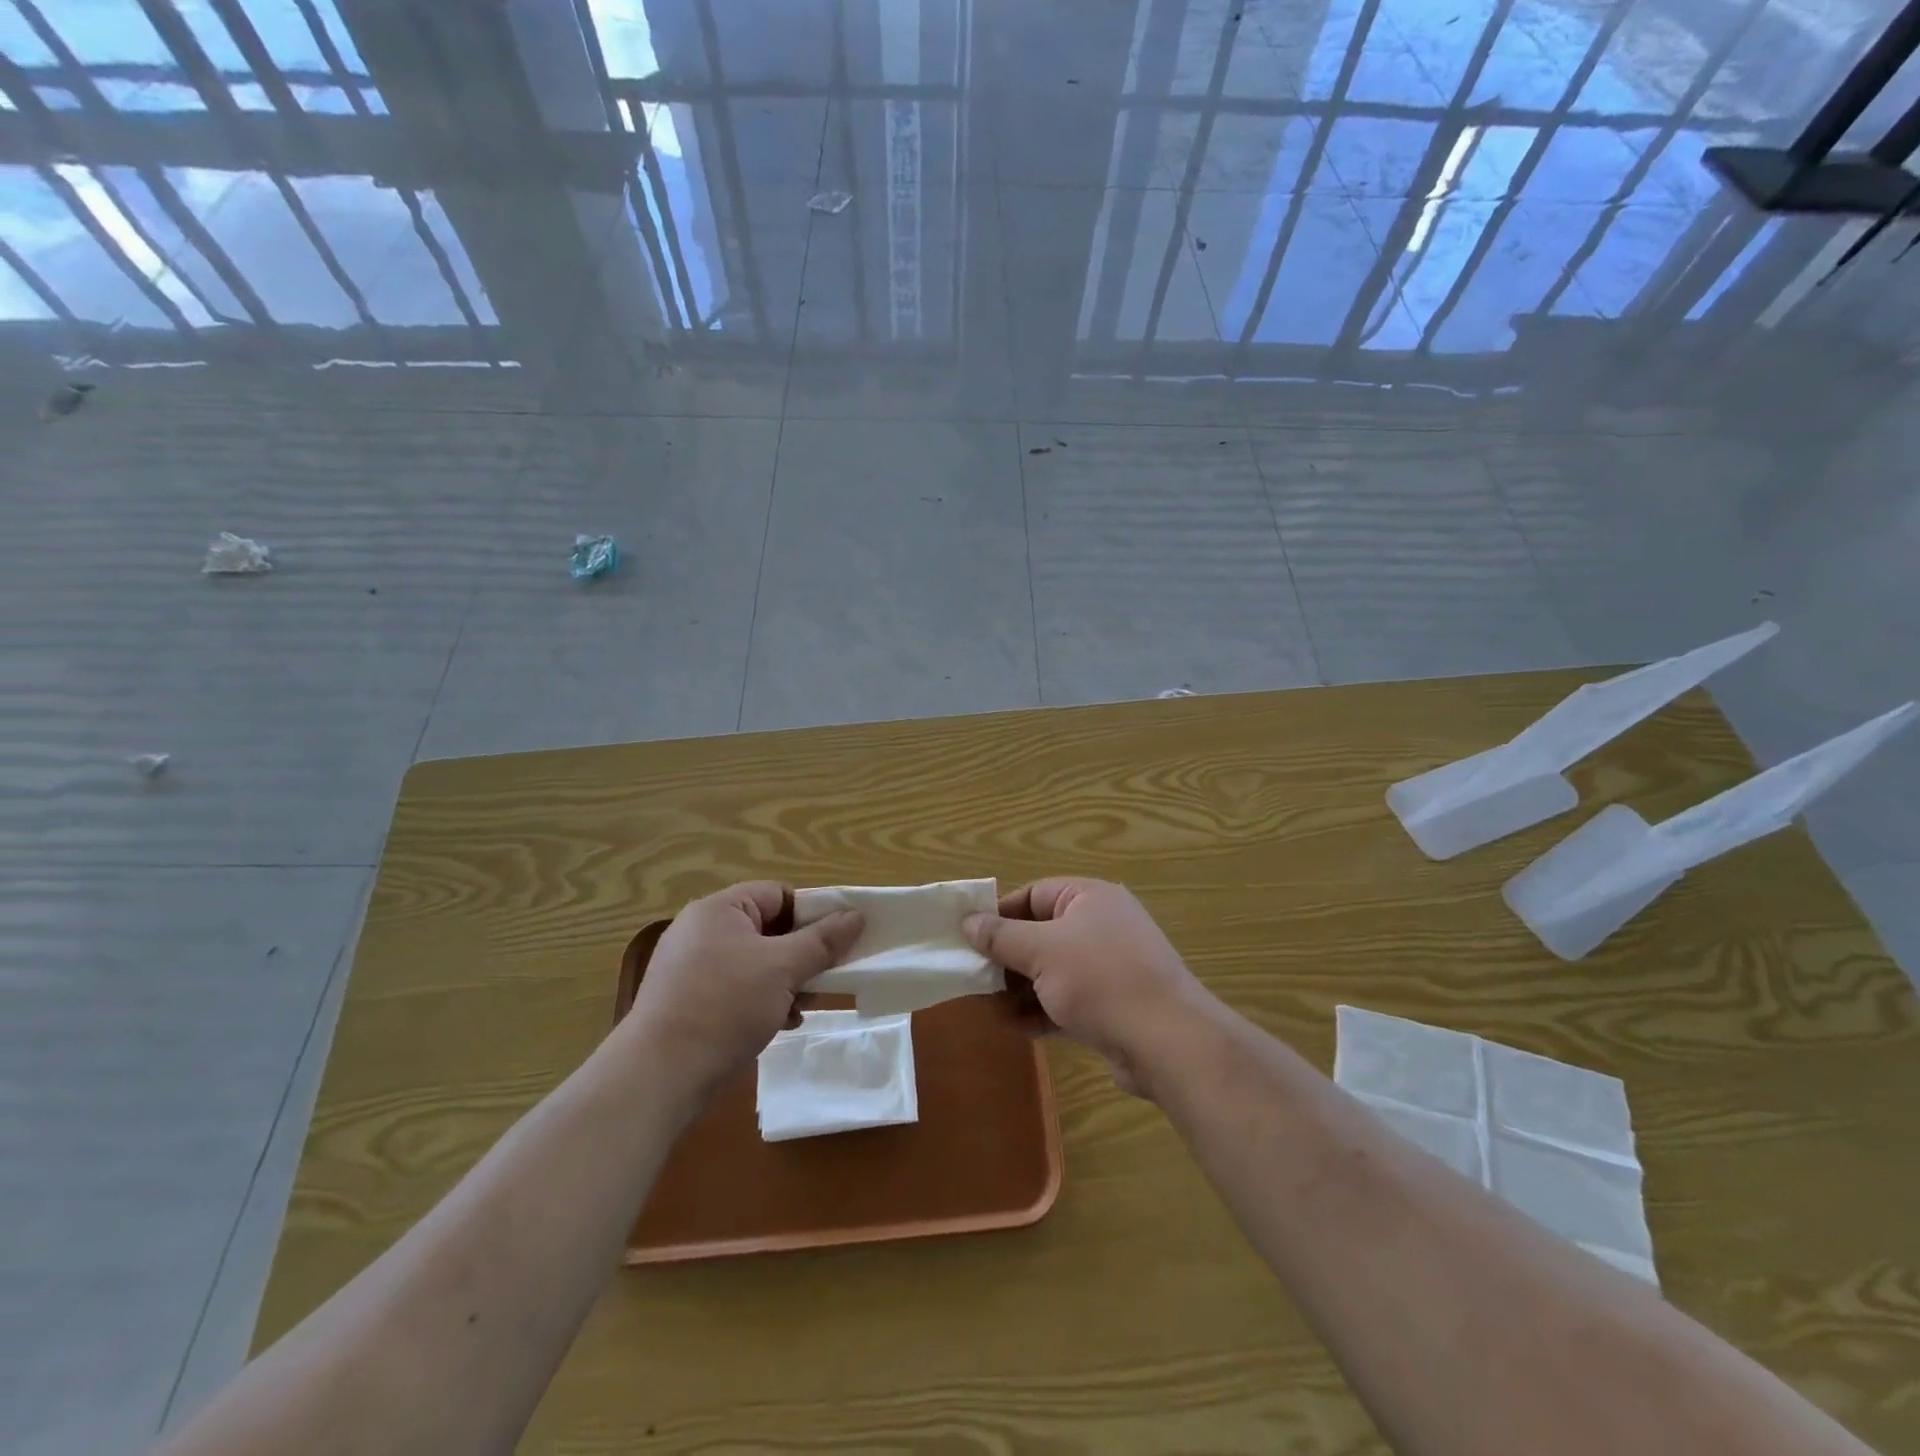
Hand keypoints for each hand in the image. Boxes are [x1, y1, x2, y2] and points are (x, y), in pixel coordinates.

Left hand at [626, 882, 863, 1097]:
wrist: (659, 1074)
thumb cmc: (725, 1005)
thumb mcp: (783, 968)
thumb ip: (823, 940)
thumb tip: (856, 915)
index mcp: (719, 909)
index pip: (778, 894)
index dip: (810, 914)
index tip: (835, 942)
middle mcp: (702, 931)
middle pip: (768, 929)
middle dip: (801, 954)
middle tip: (824, 977)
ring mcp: (692, 968)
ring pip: (756, 962)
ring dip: (785, 981)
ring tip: (802, 1007)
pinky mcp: (688, 1001)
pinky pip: (737, 988)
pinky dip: (762, 1000)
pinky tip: (779, 1023)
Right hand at [964, 879, 1215, 1098]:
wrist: (1167, 1042)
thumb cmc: (1100, 980)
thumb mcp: (1042, 951)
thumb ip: (1001, 936)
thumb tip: (968, 921)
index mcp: (1089, 898)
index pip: (1033, 894)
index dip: (999, 914)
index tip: (968, 938)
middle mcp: (1100, 926)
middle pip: (1039, 934)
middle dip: (1006, 958)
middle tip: (974, 978)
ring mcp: (1107, 967)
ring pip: (1050, 971)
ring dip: (1020, 989)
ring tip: (989, 1008)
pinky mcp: (1110, 1005)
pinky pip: (1065, 1000)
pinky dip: (1041, 1011)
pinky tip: (1016, 1027)